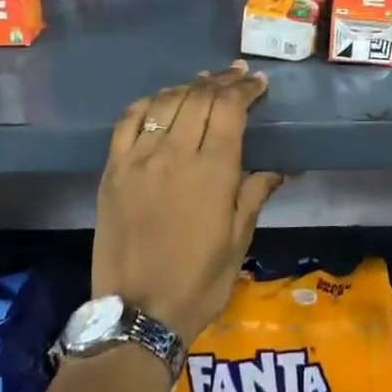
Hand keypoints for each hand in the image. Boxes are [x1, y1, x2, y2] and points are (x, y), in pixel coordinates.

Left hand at [92, 62, 282, 343]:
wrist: (138, 315)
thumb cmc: (200, 281)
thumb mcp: (239, 239)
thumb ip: (255, 194)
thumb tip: (279, 168)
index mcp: (214, 170)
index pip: (230, 108)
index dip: (246, 89)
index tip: (259, 83)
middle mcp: (176, 154)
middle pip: (200, 97)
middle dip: (223, 81)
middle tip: (237, 76)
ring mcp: (139, 160)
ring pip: (166, 102)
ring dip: (188, 87)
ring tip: (204, 83)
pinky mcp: (113, 171)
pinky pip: (128, 122)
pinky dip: (148, 104)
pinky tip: (160, 102)